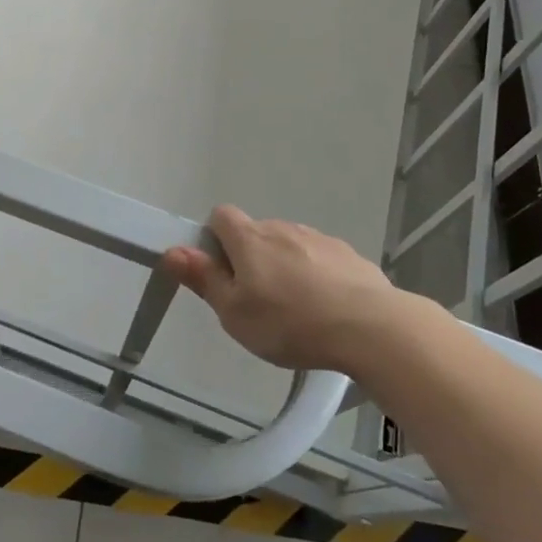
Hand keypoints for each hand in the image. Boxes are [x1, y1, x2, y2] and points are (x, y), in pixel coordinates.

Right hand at [160, 206, 399, 372]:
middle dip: (251, 259)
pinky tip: (326, 309)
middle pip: (255, 233)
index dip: (214, 239)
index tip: (221, 272)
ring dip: (284, 267)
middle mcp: (282, 228)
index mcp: (250, 239)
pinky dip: (316, 275)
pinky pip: (320, 258)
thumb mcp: (235, 313)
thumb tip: (172, 250)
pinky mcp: (347, 254)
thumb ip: (204, 279)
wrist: (369, 326)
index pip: (220, 215)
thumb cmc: (290, 323)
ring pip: (289, 245)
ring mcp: (318, 238)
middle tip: (256, 302)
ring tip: (295, 311)